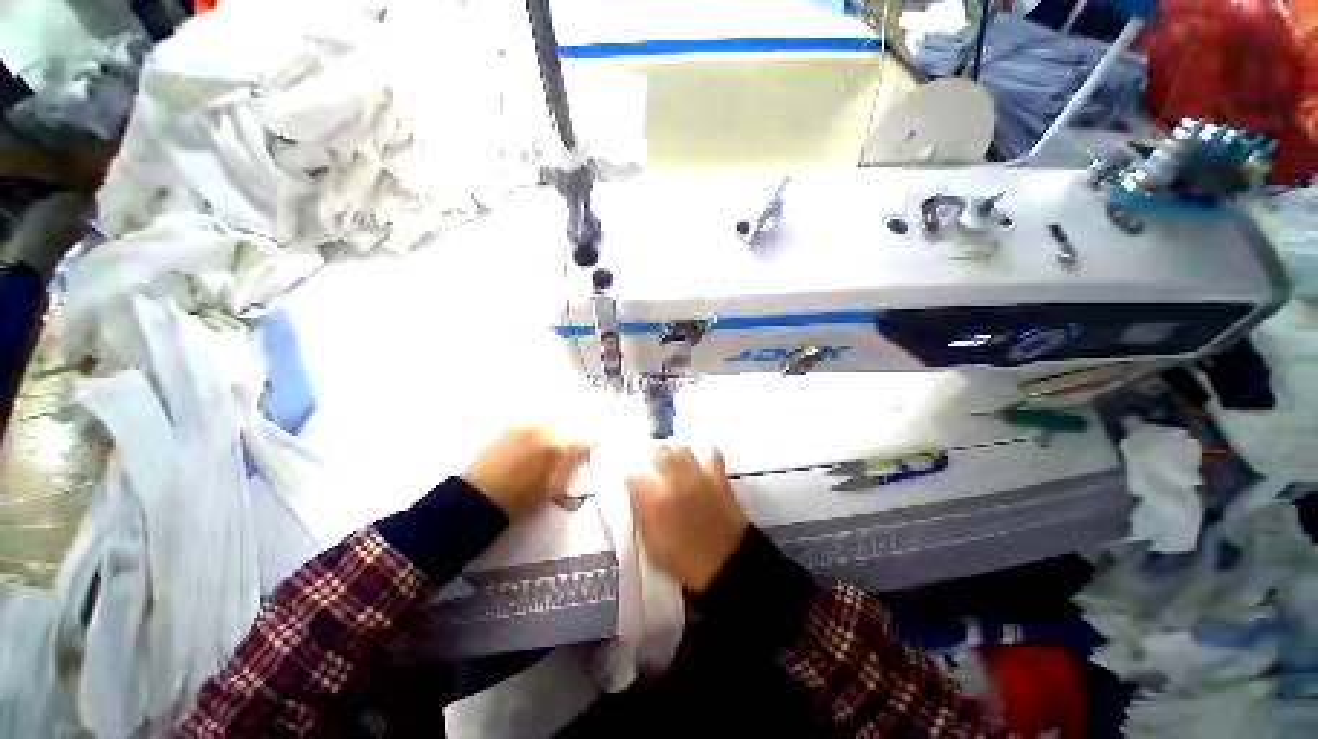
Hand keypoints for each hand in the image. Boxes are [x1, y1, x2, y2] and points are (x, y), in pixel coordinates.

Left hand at [463, 426, 589, 520]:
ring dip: (551, 434)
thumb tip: (575, 458)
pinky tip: (530, 446)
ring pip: (546, 426)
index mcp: (554, 448)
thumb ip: (567, 470)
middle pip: (562, 429)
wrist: (478, 498)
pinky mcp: (507, 430)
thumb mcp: (551, 489)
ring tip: (547, 448)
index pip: (578, 441)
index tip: (589, 446)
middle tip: (566, 450)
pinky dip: (535, 434)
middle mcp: (540, 432)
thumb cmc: (519, 499)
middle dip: (567, 437)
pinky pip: (530, 428)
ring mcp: (523, 428)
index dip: (585, 444)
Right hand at [626, 446, 748, 592]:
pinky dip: (703, 454)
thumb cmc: (684, 560)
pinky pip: (710, 454)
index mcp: (655, 499)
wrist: (726, 564)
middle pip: (658, 453)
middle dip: (651, 459)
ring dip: (673, 453)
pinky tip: (699, 463)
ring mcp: (698, 475)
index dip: (631, 477)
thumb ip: (641, 515)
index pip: (634, 474)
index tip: (631, 482)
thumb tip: (635, 494)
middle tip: (651, 470)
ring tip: (672, 463)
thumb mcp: (652, 545)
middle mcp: (675, 480)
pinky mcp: (718, 476)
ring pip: (680, 449)